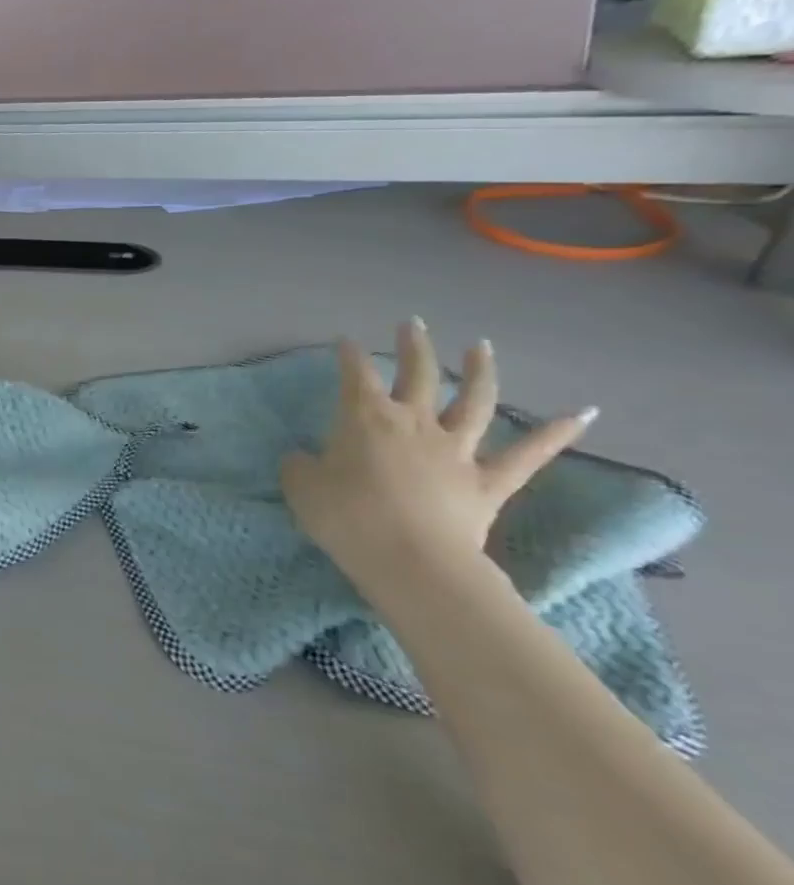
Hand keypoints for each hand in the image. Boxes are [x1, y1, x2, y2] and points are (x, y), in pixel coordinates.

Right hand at [281, 320, 595, 582]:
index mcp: (366, 419)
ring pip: (473, 402)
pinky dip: (557, 433)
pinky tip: (583, 413)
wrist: (410, 560)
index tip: (346, 342)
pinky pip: (528, 455)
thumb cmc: (346, 518)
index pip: (355, 376)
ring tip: (481, 347)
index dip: (350, 356)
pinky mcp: (488, 482)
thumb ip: (301, 466)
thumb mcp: (302, 488)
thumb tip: (303, 457)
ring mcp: (456, 450)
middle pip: (417, 375)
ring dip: (478, 372)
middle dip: (413, 346)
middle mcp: (414, 423)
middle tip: (412, 324)